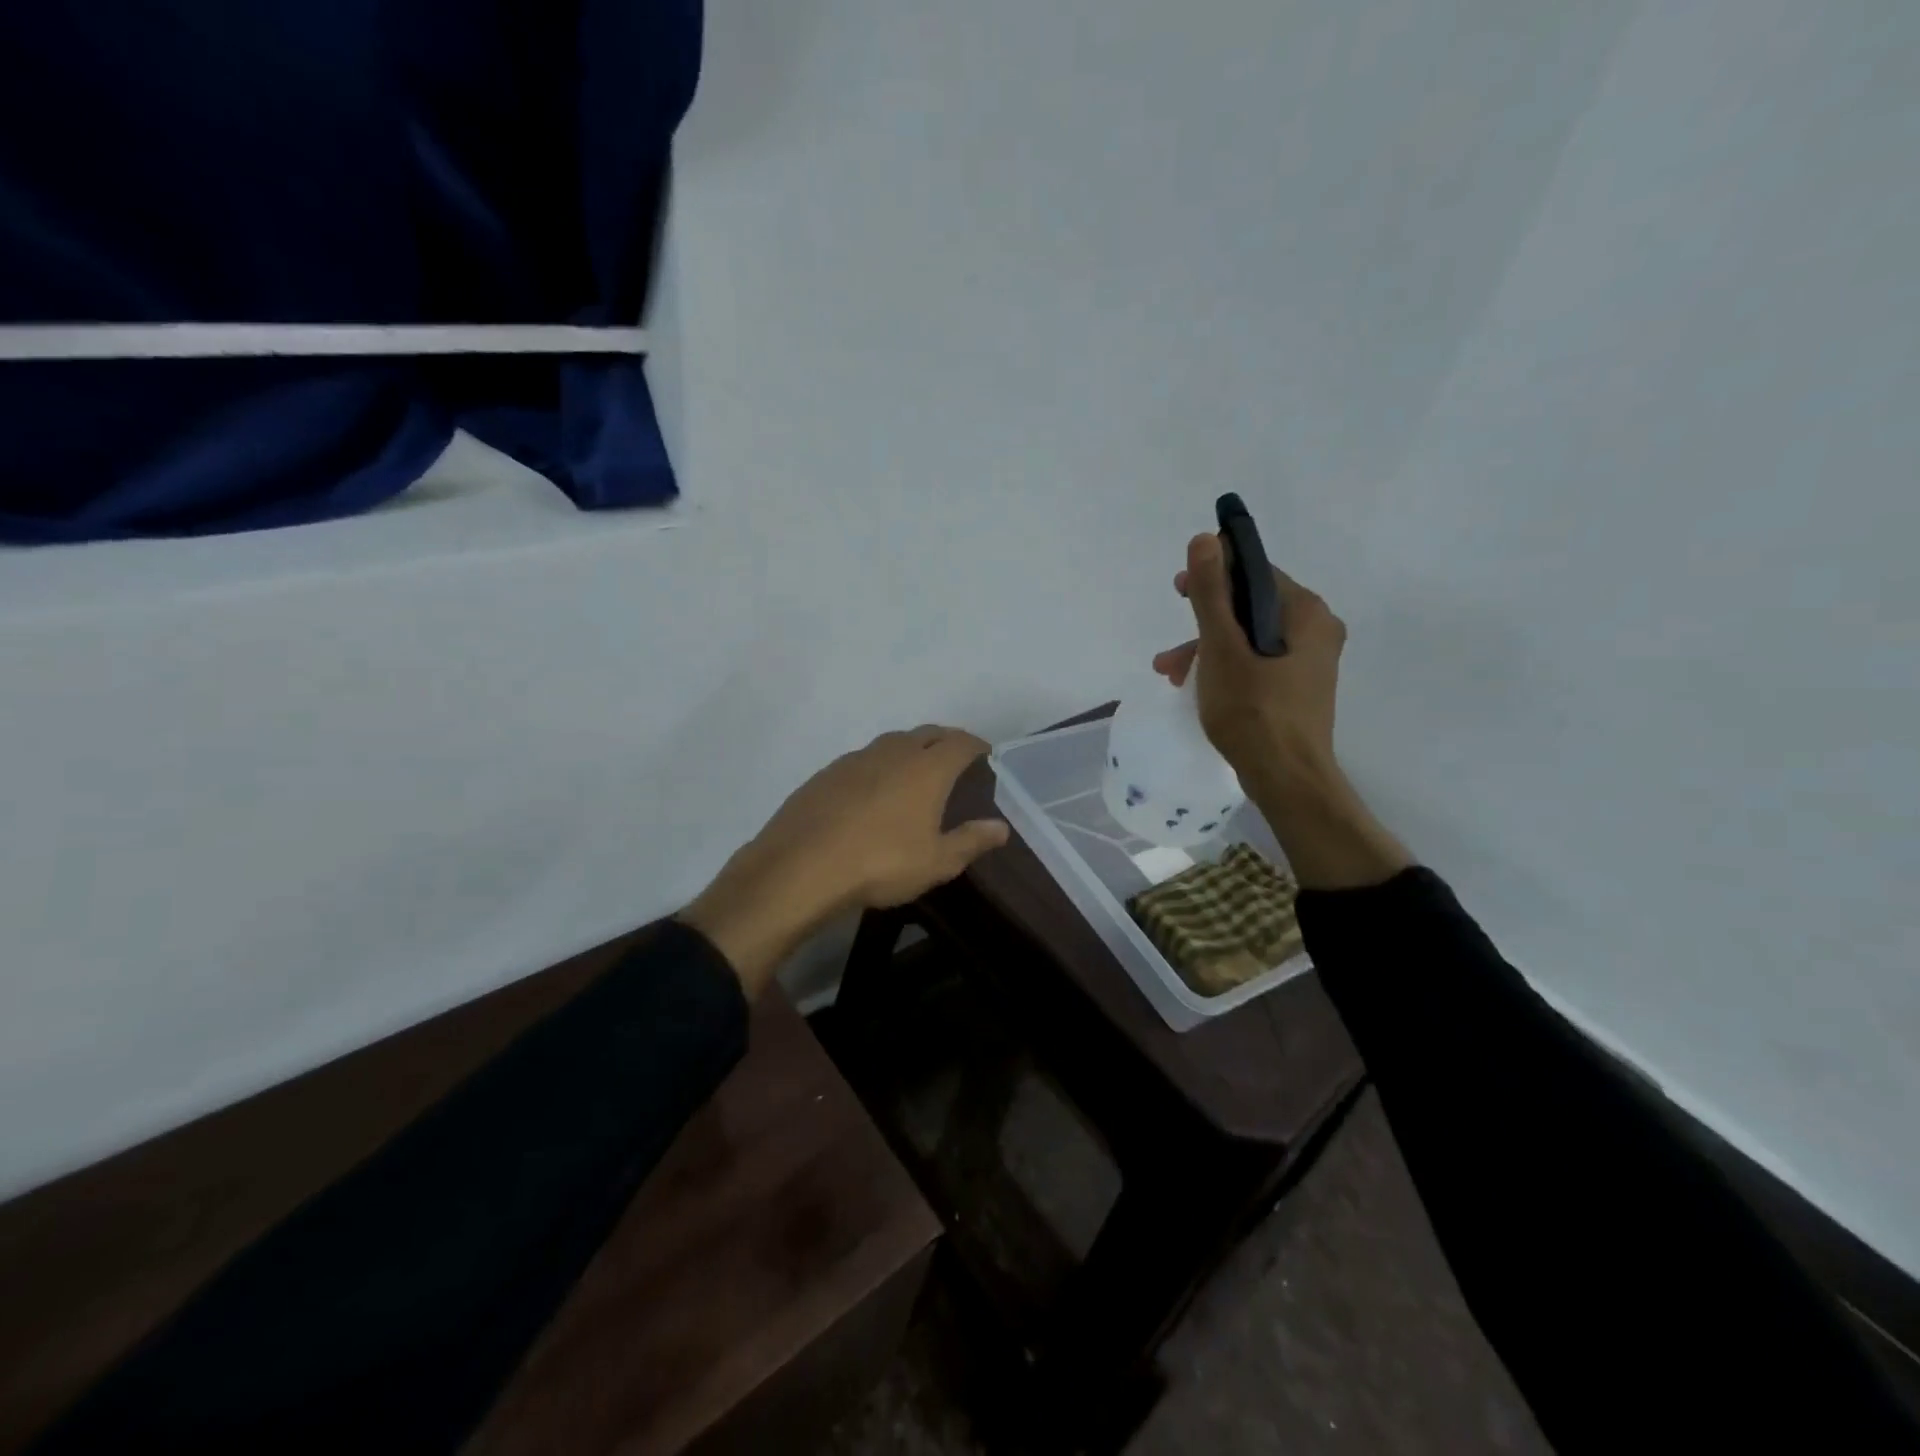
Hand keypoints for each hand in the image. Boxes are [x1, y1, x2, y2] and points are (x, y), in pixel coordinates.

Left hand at [680, 726, 1008, 993]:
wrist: (800, 868)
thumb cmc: (880, 864)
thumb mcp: (935, 862)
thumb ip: (970, 841)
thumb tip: (1000, 827)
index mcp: (925, 769)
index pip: (959, 743)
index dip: (976, 745)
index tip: (985, 753)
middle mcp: (892, 753)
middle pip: (926, 734)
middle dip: (944, 740)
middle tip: (955, 758)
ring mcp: (854, 759)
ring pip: (891, 743)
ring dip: (909, 750)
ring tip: (916, 771)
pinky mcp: (826, 774)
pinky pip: (862, 759)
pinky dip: (878, 766)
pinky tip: (873, 790)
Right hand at [1153, 533, 1410, 888]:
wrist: (1286, 779)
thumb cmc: (1252, 710)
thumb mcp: (1221, 648)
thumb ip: (1211, 593)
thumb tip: (1205, 538)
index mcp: (1306, 612)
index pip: (1256, 572)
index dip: (1214, 574)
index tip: (1180, 589)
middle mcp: (1315, 630)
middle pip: (1249, 607)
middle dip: (1203, 622)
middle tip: (1172, 638)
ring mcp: (1309, 662)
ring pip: (1249, 638)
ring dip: (1206, 650)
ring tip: (1171, 674)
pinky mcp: (1297, 688)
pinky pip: (1256, 663)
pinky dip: (1225, 668)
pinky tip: (1196, 687)